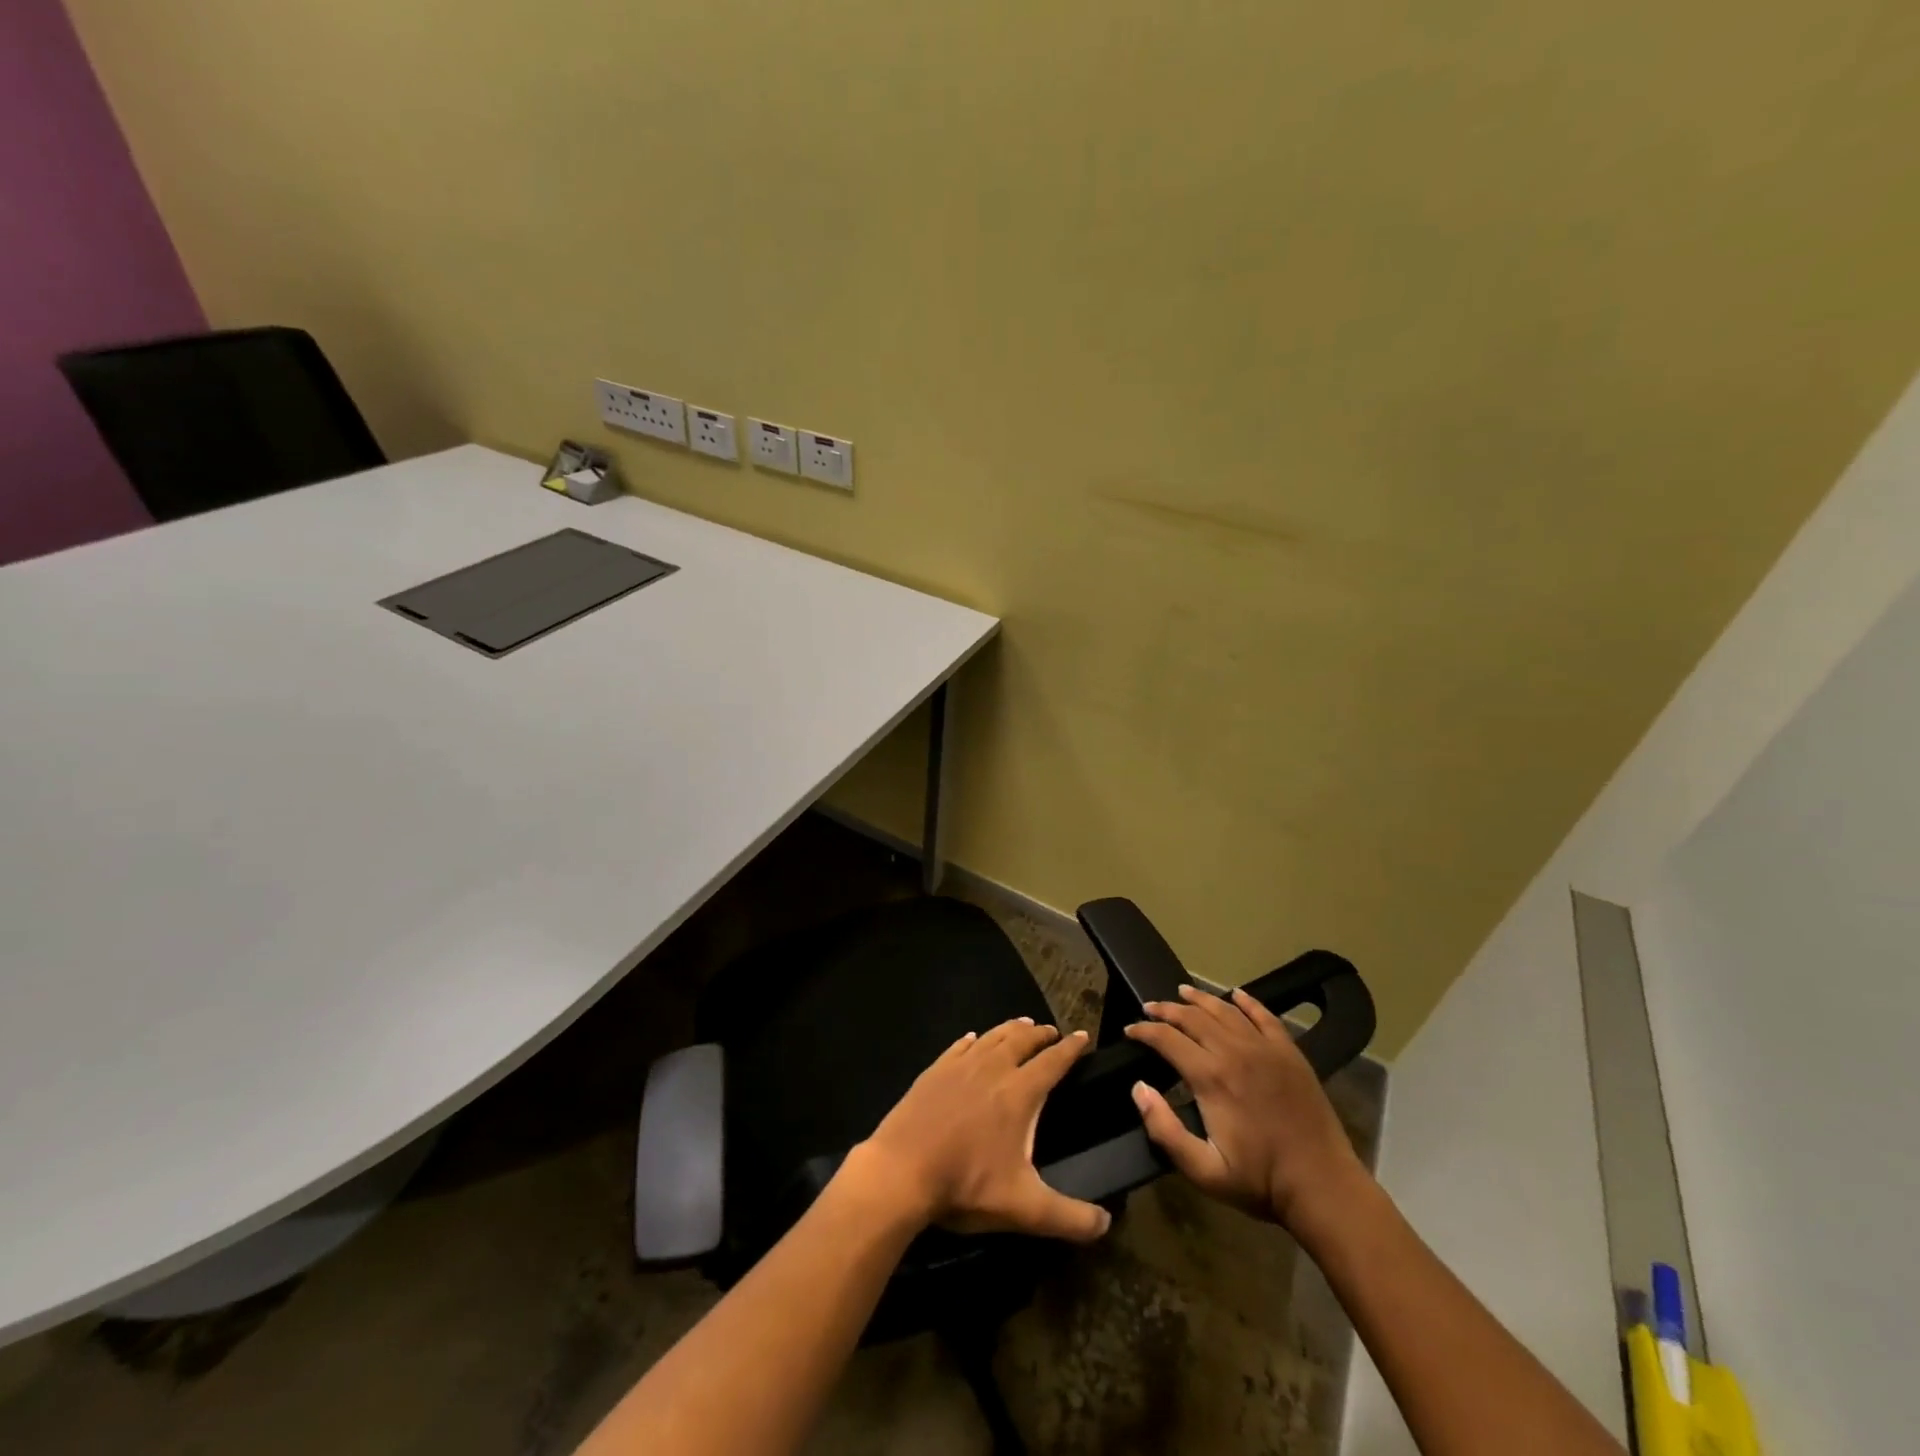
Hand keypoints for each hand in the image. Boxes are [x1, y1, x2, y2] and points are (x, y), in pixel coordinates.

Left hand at [849, 1019, 1111, 1242]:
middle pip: (1022, 1040)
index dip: (1071, 1048)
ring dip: (1010, 1029)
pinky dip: (973, 1040)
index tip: (1082, 1035)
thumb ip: (1069, 1217)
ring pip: (992, 1037)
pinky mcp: (934, 1071)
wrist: (901, 1171)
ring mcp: (960, 1066)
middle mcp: (992, 1069)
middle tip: (1051, 1031)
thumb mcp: (1025, 1208)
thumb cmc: (966, 1185)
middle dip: (1040, 1034)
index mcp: (1019, 1093)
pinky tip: (973, 1039)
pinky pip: (959, 1046)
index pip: (1053, 1061)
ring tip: (1022, 1025)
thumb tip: (1106, 1224)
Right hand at [1124, 985, 1368, 1233]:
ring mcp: (1265, 1048)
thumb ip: (1164, 1129)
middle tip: (1149, 1008)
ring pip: (1225, 1010)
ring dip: (1200, 999)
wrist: (1323, 1186)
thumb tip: (1139, 1088)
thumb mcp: (1203, 1170)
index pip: (1167, 1039)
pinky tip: (1236, 994)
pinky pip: (1264, 1016)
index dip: (1144, 1031)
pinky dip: (1247, 1002)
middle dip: (1166, 1010)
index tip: (1129, 1030)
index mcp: (1211, 1077)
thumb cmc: (1260, 1181)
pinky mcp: (1289, 1053)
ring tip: (1182, 992)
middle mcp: (1235, 1051)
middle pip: (1193, 1017)